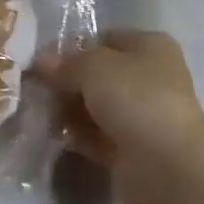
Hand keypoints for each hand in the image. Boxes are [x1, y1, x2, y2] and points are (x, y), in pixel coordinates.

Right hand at [35, 30, 203, 203]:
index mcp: (149, 47)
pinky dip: (76, 135)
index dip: (73, 47)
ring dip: (68, 109)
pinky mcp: (131, 149)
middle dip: (67, 81)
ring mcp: (142, 116)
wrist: (167, 165)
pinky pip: (95, 136)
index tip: (43, 61)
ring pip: (95, 106)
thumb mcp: (93, 66)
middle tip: (36, 88)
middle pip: (97, 74)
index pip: (104, 39)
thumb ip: (64, 63)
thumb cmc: (135, 98)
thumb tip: (40, 63)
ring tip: (42, 113)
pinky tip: (54, 134)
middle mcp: (149, 78)